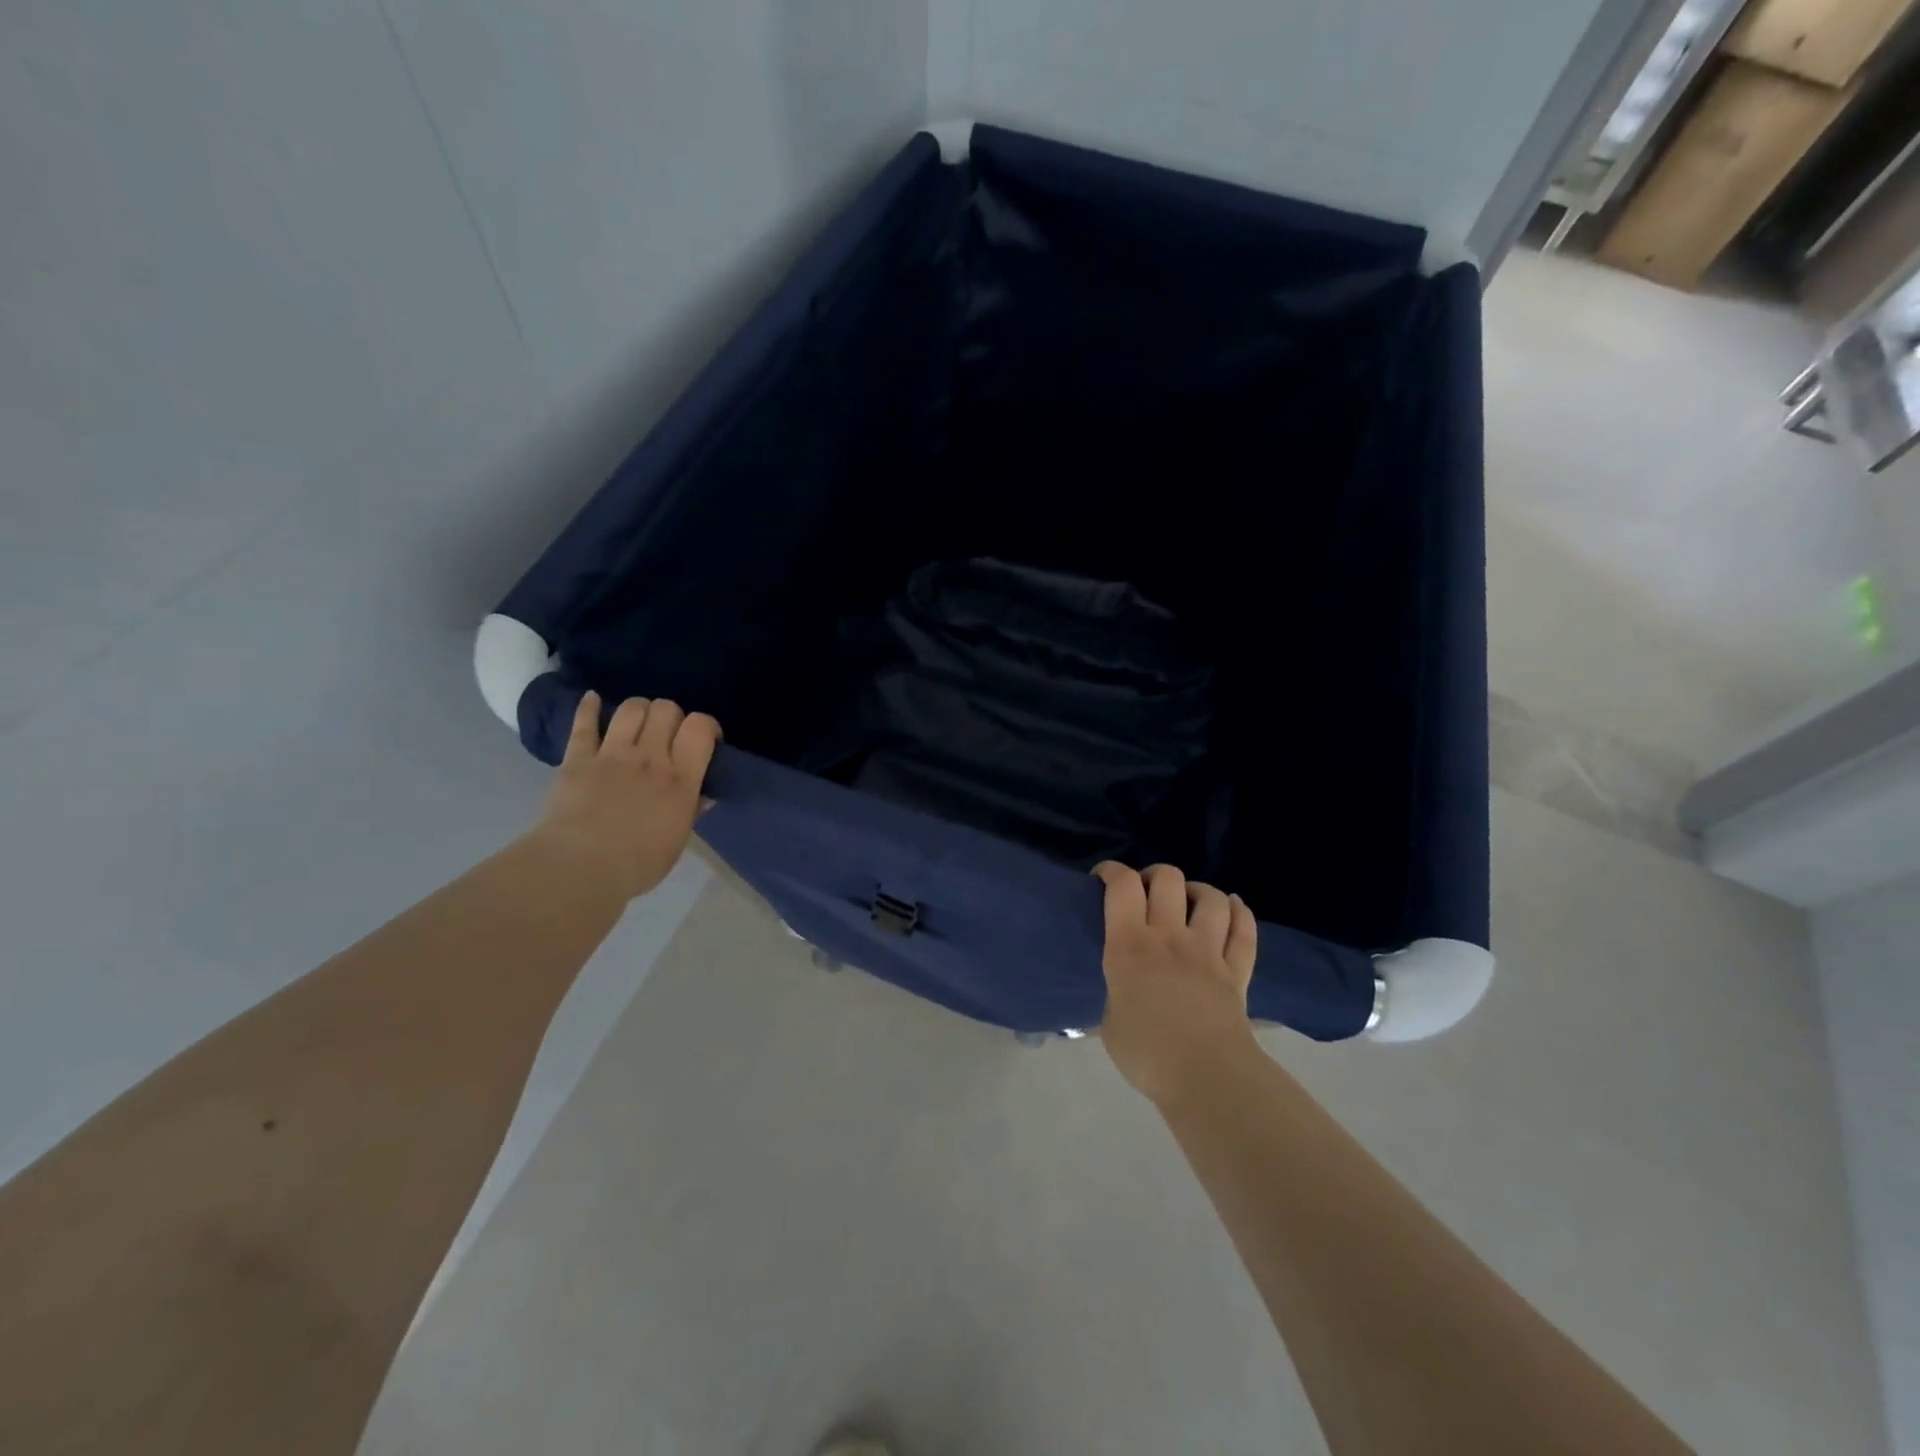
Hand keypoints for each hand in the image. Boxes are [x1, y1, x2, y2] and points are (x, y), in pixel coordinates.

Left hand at [527, 692, 720, 900]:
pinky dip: (588, 708)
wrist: (580, 868)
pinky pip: (583, 724)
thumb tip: (703, 795)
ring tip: (639, 723)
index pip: (700, 728)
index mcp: (681, 779)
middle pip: (666, 709)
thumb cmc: (638, 863)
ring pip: (632, 708)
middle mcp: (650, 757)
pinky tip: (592, 699)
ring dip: (639, 710)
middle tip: (669, 735)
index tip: (705, 739)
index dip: (706, 725)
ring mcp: (612, 755)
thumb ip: (691, 810)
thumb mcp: (677, 840)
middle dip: (672, 716)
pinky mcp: (577, 759)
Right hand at [1094, 862, 1260, 1107]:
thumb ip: (1116, 994)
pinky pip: (1244, 930)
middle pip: (1167, 879)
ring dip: (1198, 891)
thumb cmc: (1147, 1054)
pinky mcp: (1237, 970)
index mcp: (1130, 946)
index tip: (1102, 878)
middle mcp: (1169, 937)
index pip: (1122, 886)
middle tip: (1146, 892)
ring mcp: (1208, 950)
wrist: (1206, 1078)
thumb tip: (1122, 993)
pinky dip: (1240, 912)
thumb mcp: (1109, 1022)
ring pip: (1211, 897)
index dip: (1112, 871)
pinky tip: (1233, 907)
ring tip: (1189, 901)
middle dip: (1154, 876)